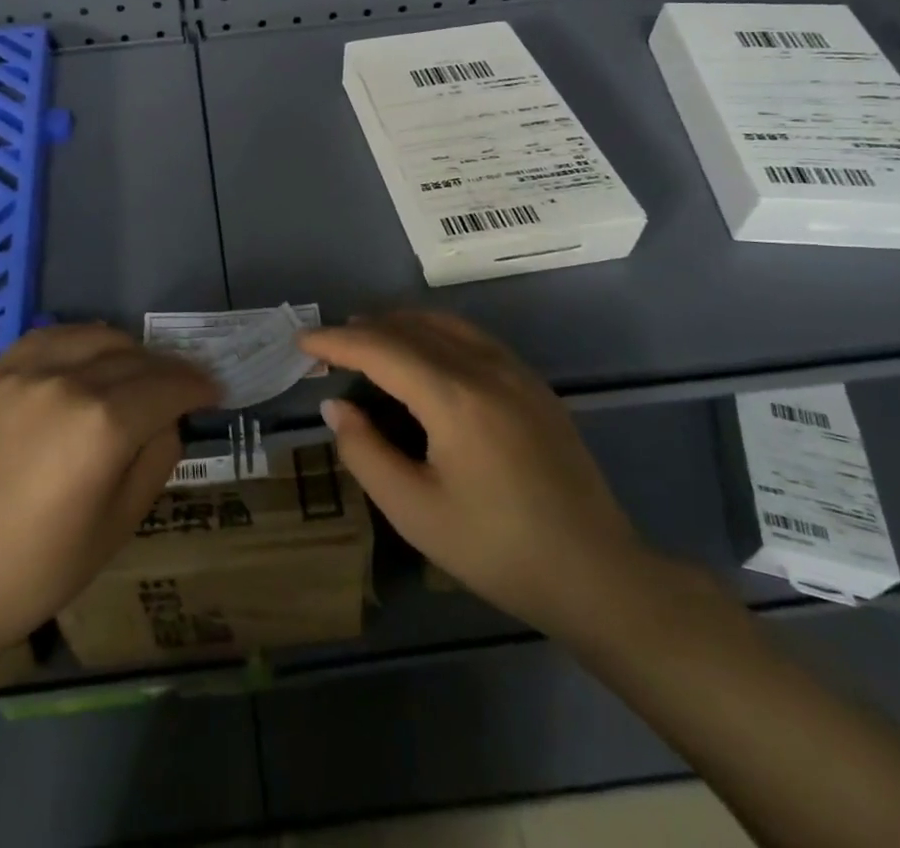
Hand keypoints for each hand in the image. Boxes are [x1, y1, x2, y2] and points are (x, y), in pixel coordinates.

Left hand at [0, 324, 218, 655]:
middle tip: (180, 386)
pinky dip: (78, 342)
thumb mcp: (120, 526)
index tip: (213, 391)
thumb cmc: (40, 569)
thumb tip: (167, 418)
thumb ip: (156, 459)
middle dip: (167, 370)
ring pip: (93, 336)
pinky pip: (47, 338)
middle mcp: (66, 382)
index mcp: (103, 426)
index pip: (168, 386)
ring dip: (126, 349)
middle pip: (135, 357)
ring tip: (135, 370)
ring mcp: (23, 373)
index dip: (197, 386)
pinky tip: (84, 359)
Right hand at [302, 312, 654, 638]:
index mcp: (454, 398)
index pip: (380, 349)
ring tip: (365, 338)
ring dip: (397, 324)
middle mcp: (485, 368)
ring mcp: (515, 371)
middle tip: (326, 347)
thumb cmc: (498, 551)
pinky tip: (421, 352)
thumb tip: (335, 404)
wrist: (598, 576)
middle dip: (362, 330)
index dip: (335, 342)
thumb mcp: (415, 512)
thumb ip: (364, 452)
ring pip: (443, 324)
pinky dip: (433, 331)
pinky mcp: (533, 384)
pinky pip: (471, 337)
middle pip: (410, 328)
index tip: (301, 342)